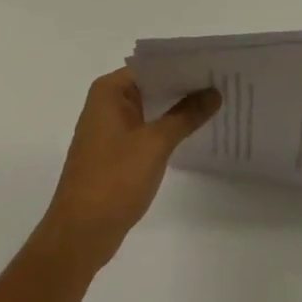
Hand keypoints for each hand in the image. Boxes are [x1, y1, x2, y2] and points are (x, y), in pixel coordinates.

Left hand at [30, 69, 219, 273]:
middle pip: (152, 85)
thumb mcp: (155, 143)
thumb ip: (186, 115)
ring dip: (177, 109)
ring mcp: (108, 129)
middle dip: (184, 87)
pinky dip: (166, 129)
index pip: (153, 66)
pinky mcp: (114, 153)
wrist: (80, 235)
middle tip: (222, 83)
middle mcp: (106, 103)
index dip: (184, 65)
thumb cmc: (114, 180)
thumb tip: (214, 92)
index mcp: (109, 91)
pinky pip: (145, 129)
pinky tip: (192, 132)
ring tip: (215, 104)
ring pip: (150, 108)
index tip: (214, 66)